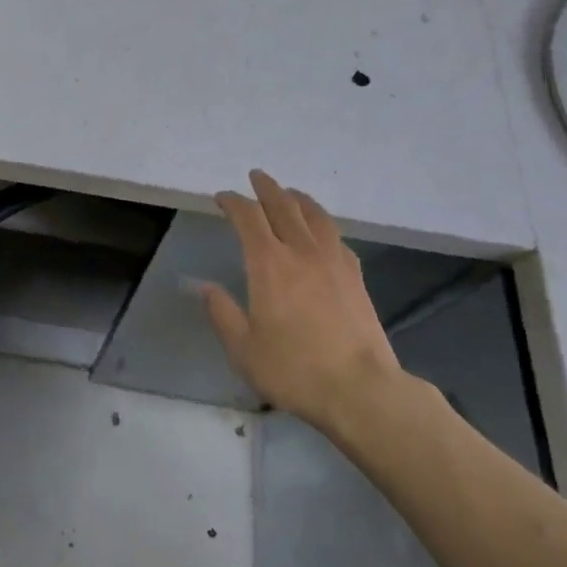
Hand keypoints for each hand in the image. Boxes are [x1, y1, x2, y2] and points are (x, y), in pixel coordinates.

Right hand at [201, 169, 408, 432]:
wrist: (362, 390)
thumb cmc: (295, 369)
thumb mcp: (244, 349)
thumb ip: (222, 313)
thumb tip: (204, 287)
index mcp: (268, 262)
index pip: (248, 217)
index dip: (233, 202)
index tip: (222, 197)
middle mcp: (301, 251)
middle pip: (283, 205)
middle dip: (266, 187)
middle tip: (256, 176)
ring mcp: (333, 261)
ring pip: (315, 215)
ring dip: (298, 198)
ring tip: (290, 193)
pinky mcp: (355, 277)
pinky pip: (336, 238)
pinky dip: (323, 225)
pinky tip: (322, 233)